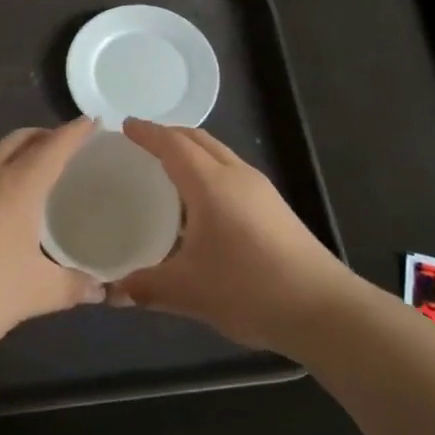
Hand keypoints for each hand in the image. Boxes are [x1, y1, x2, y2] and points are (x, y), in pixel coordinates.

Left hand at [0, 119, 103, 355]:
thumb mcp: (35, 293)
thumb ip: (72, 287)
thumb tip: (101, 290)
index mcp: (18, 185)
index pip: (53, 146)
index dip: (75, 132)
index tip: (93, 120)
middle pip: (20, 139)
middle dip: (46, 135)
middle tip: (69, 146)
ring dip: (21, 152)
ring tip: (41, 172)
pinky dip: (2, 173)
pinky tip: (8, 204)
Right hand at [113, 119, 353, 355]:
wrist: (322, 308)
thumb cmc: (248, 289)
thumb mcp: (188, 291)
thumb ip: (145, 288)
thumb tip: (112, 292)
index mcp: (211, 185)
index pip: (173, 145)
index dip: (148, 134)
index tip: (126, 126)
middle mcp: (237, 176)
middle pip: (199, 140)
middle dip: (170, 135)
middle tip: (142, 143)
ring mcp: (261, 191)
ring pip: (220, 155)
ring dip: (192, 152)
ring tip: (168, 170)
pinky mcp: (276, 208)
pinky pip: (233, 173)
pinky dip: (209, 172)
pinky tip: (201, 205)